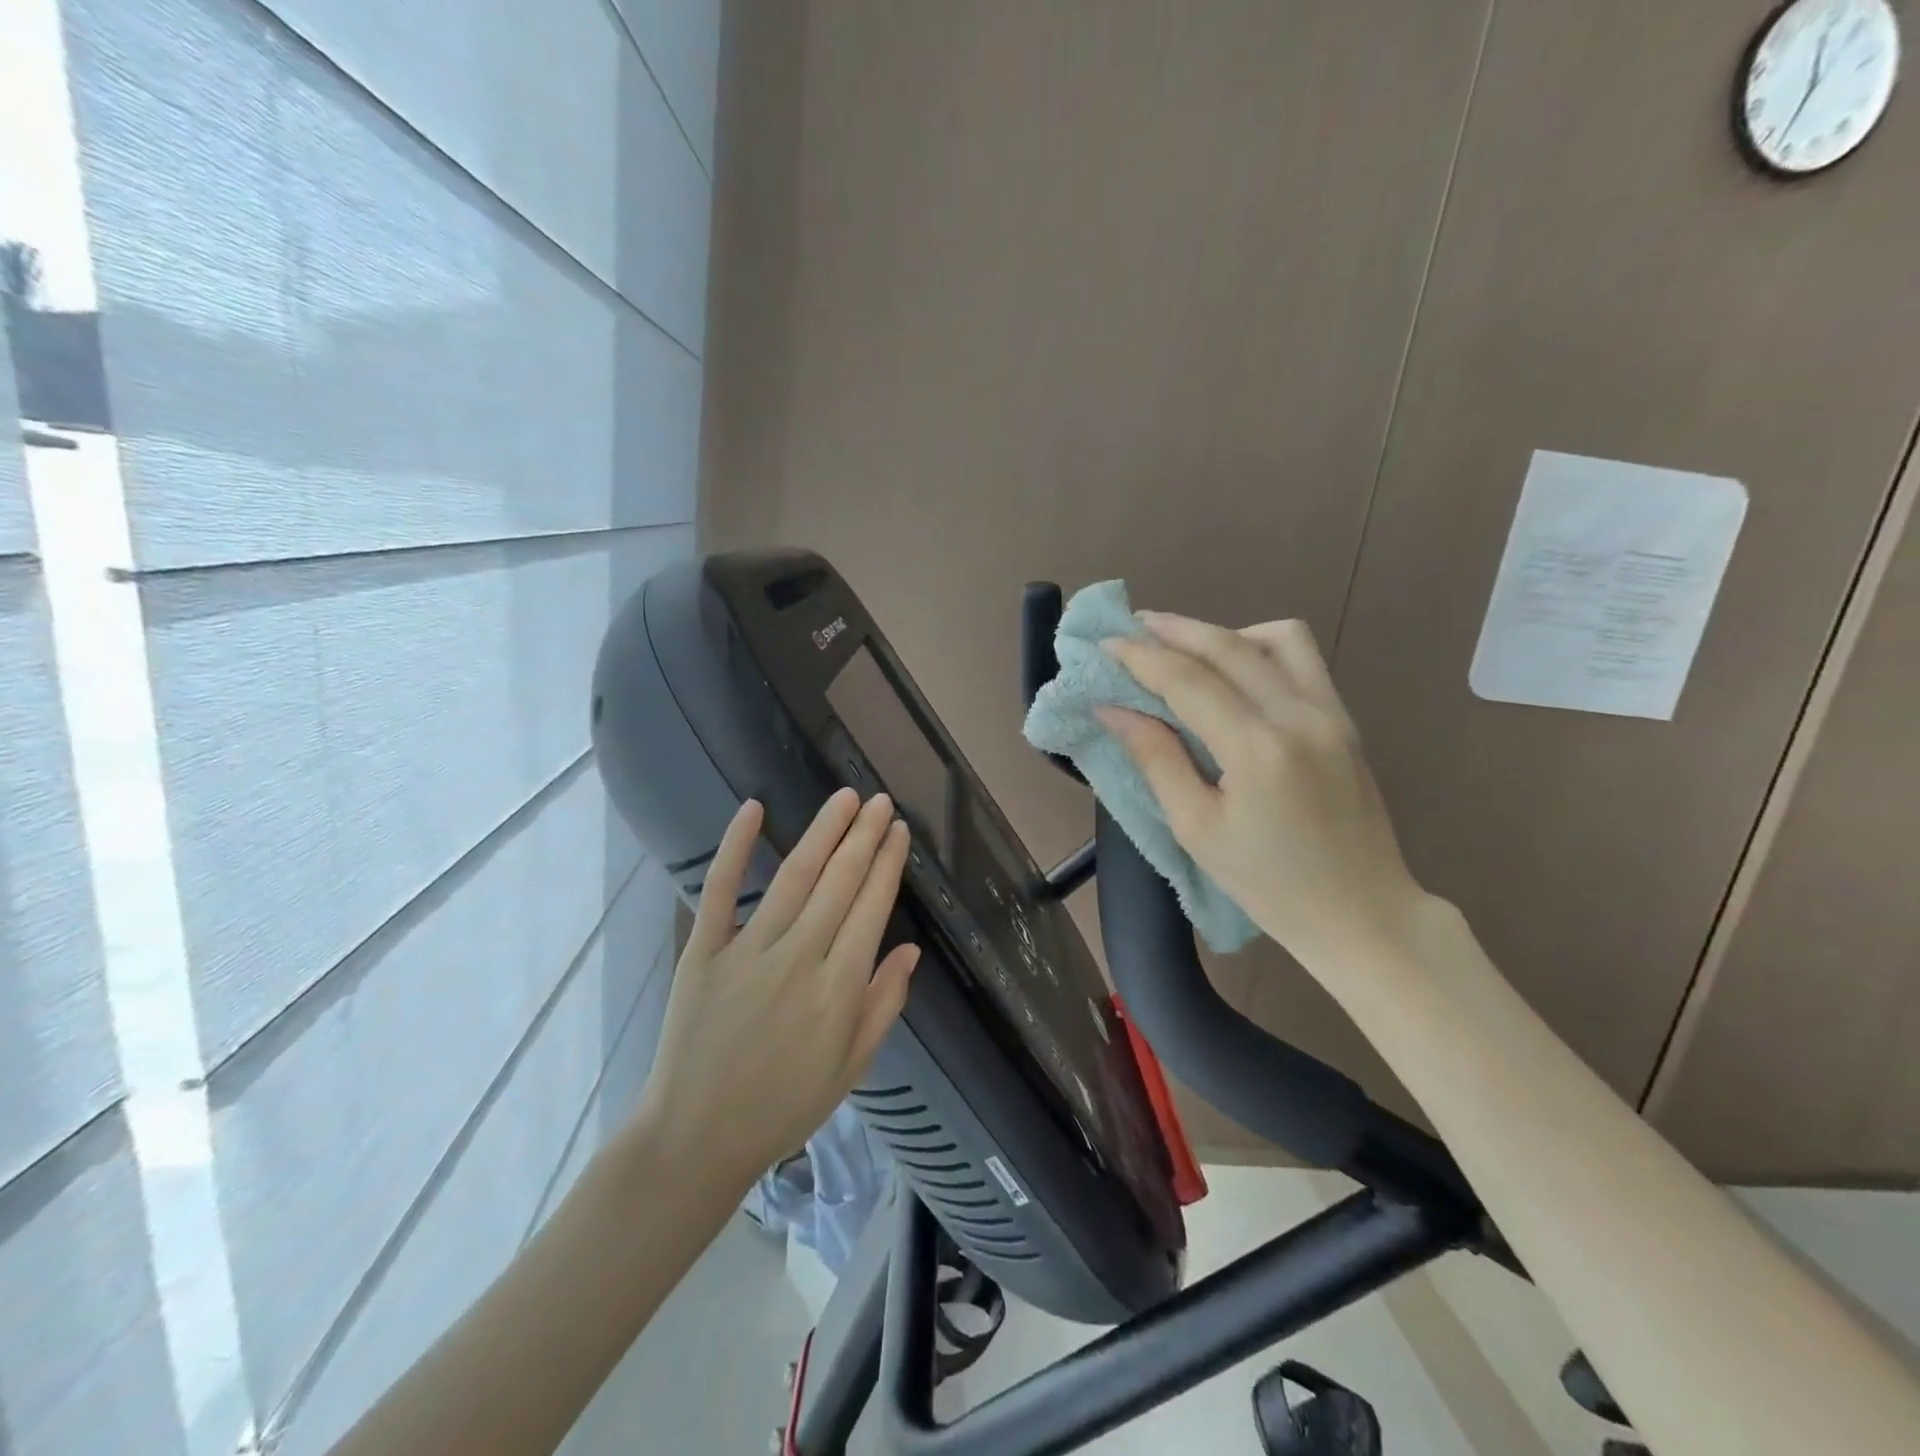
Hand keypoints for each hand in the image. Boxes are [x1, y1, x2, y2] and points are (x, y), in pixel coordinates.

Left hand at [638, 789, 919, 1189]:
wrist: (695, 1138)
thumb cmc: (782, 1107)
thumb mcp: (851, 1070)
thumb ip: (883, 1006)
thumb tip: (911, 950)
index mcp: (838, 990)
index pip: (872, 908)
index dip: (888, 865)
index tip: (898, 831)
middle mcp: (799, 960)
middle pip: (840, 883)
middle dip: (865, 836)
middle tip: (880, 801)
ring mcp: (748, 951)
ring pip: (794, 877)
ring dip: (823, 832)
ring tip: (845, 799)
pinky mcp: (703, 952)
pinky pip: (721, 890)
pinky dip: (736, 846)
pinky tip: (754, 808)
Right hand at [1100, 613, 1426, 966]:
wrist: (1362, 913)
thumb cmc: (1269, 884)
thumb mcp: (1196, 829)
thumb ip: (1156, 759)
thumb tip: (1113, 709)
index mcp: (1258, 750)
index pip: (1188, 680)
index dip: (1140, 656)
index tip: (1104, 644)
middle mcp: (1299, 715)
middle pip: (1228, 645)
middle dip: (1173, 630)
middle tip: (1131, 626)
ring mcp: (1330, 712)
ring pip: (1275, 637)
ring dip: (1221, 633)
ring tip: (1184, 649)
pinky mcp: (1345, 718)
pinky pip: (1302, 658)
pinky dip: (1259, 648)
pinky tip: (1232, 672)